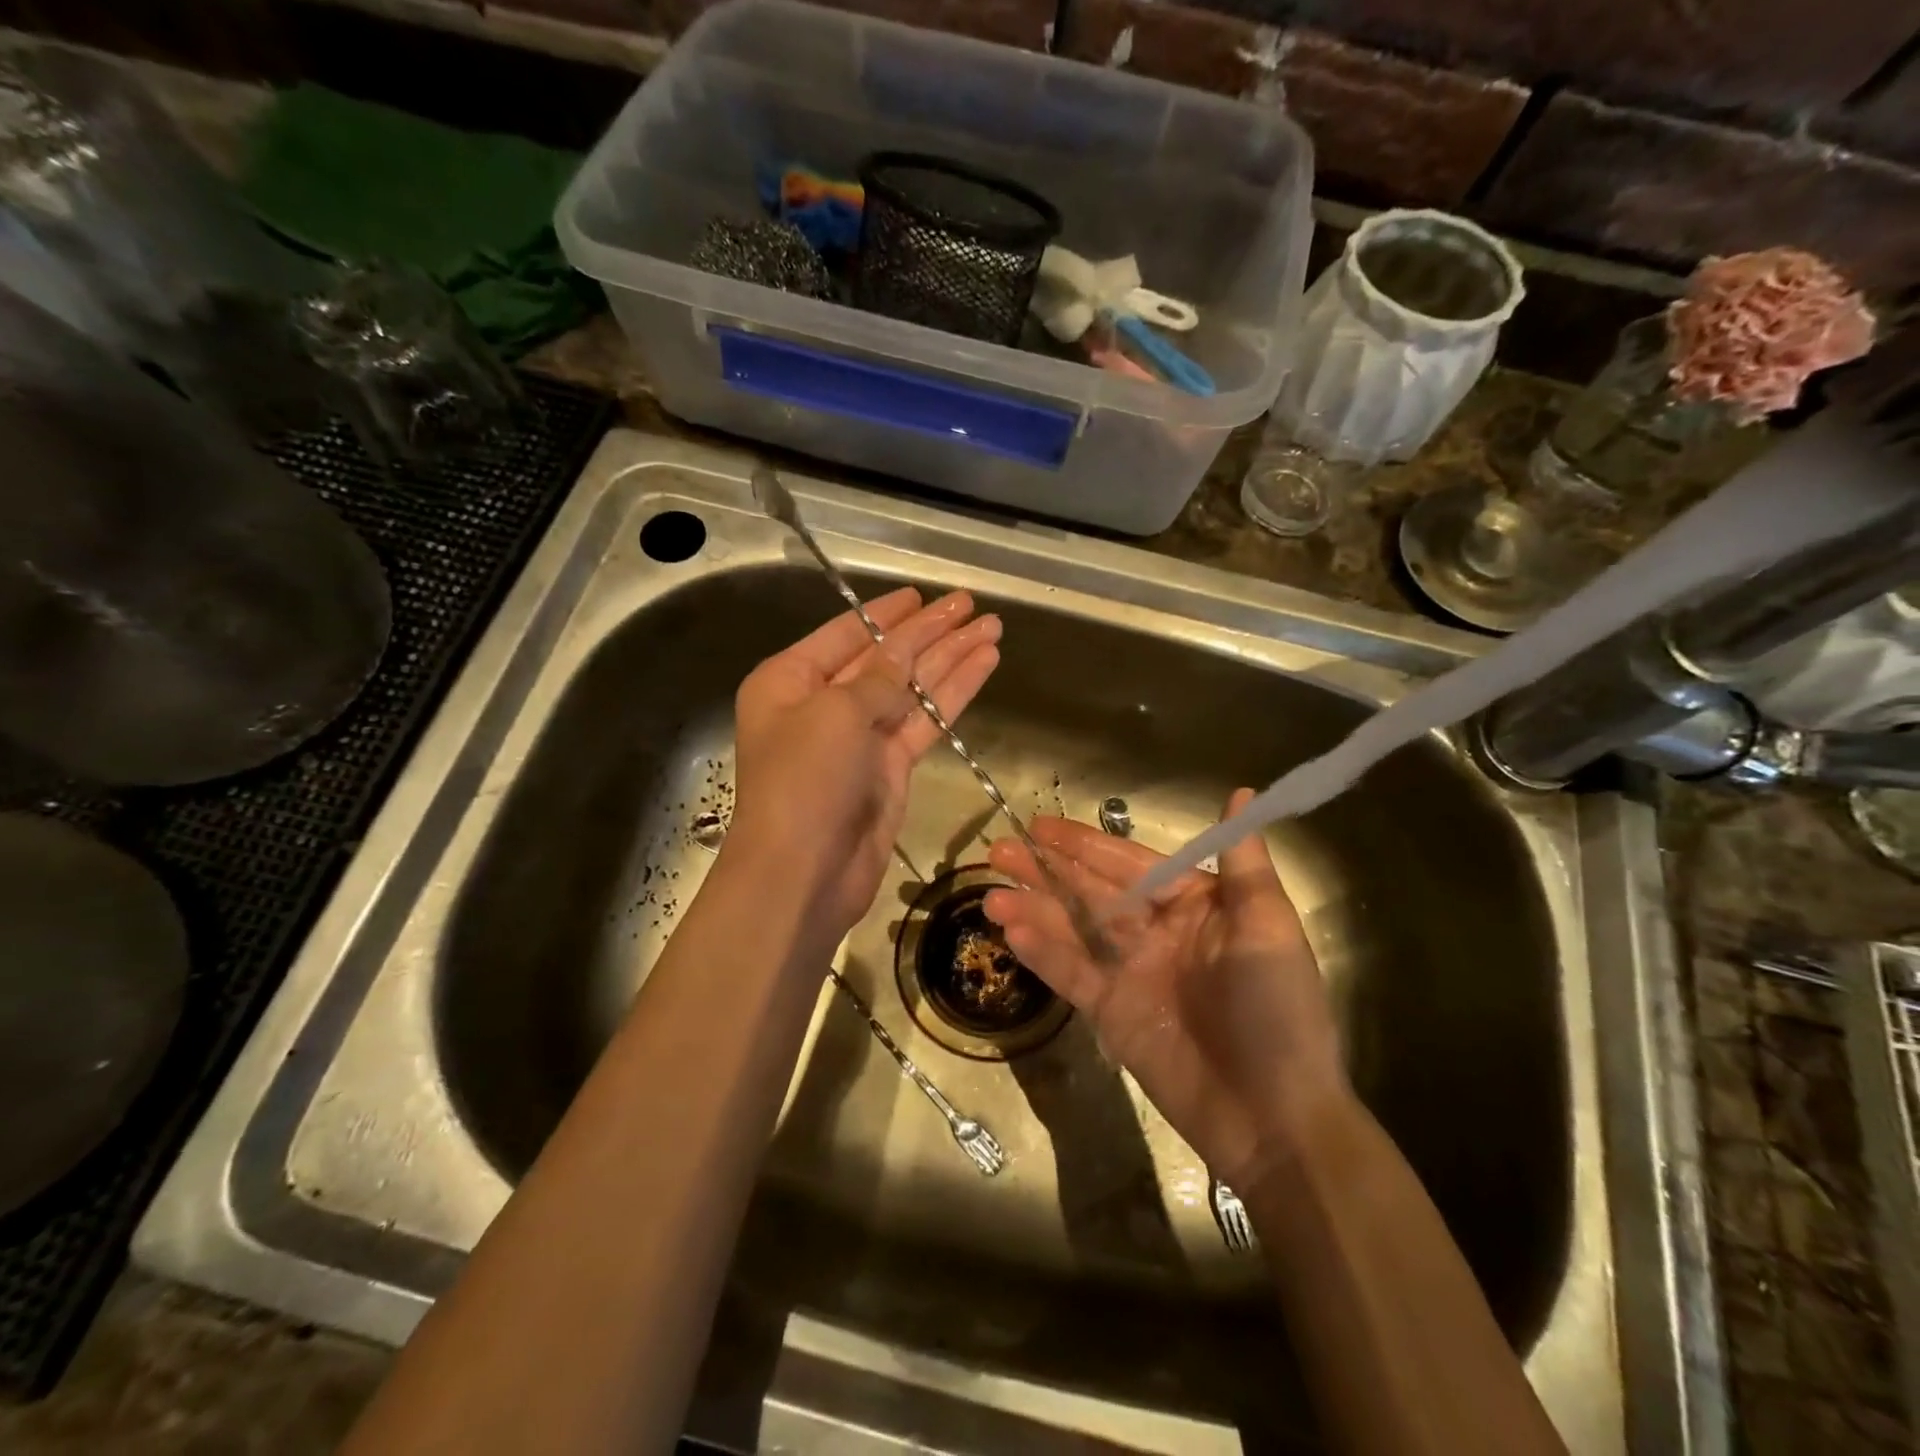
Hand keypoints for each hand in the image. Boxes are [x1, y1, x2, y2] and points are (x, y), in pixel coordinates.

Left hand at [727, 587, 999, 939]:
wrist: (804, 873)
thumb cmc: (803, 780)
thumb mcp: (836, 712)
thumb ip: (878, 677)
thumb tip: (904, 652)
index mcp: (790, 681)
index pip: (846, 634)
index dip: (887, 614)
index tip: (921, 594)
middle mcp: (824, 704)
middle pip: (886, 658)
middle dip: (929, 632)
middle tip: (971, 605)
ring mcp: (860, 738)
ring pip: (913, 688)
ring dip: (951, 658)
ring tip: (992, 628)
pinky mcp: (890, 768)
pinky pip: (926, 721)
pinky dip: (954, 694)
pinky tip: (984, 665)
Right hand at [984, 791, 1347, 1188]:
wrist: (1275, 1118)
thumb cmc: (1277, 1012)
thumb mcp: (1268, 930)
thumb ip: (1243, 865)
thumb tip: (1239, 793)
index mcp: (1194, 906)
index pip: (1131, 864)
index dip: (1086, 844)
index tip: (1042, 827)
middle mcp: (1157, 932)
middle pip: (1092, 891)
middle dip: (1047, 870)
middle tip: (999, 850)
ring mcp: (1131, 973)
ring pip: (1074, 930)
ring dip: (1034, 910)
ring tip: (990, 895)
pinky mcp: (1113, 1014)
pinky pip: (1072, 975)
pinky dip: (1043, 954)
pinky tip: (1011, 934)